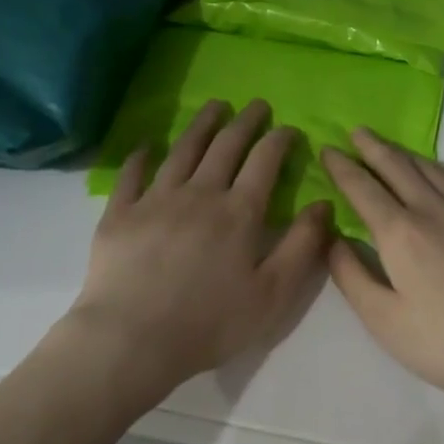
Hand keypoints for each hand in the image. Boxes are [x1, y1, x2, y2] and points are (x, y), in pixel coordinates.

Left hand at [71, 99, 330, 402]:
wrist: (132, 339)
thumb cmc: (211, 323)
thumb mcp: (273, 293)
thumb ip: (302, 246)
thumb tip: (324, 204)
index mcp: (239, 212)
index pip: (264, 161)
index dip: (279, 140)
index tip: (289, 128)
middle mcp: (199, 194)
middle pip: (225, 146)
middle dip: (245, 122)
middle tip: (256, 105)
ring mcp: (155, 200)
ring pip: (182, 150)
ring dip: (201, 125)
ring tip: (214, 107)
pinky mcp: (120, 213)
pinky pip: (132, 174)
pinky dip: (142, 154)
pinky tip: (149, 144)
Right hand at [321, 130, 443, 413]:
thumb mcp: (383, 320)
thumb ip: (352, 276)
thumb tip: (332, 239)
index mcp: (401, 232)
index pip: (363, 189)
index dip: (342, 167)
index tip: (327, 149)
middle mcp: (436, 212)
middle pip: (400, 169)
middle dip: (375, 148)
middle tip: (358, 131)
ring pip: (439, 174)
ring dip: (413, 157)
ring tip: (398, 150)